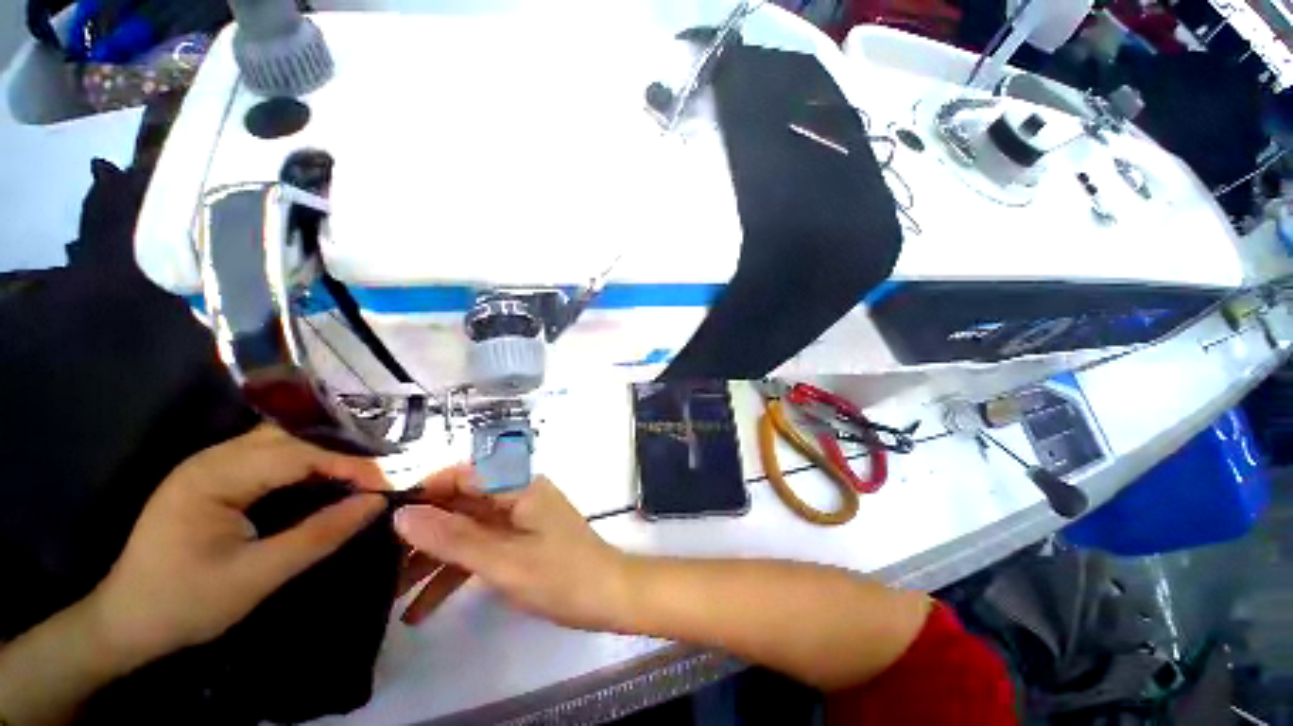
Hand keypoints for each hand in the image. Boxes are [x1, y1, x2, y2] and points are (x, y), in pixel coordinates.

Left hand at [86, 425, 388, 670]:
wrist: (127, 622)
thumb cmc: (186, 602)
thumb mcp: (257, 577)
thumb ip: (319, 535)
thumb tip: (377, 502)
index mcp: (213, 476)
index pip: (297, 454)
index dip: (349, 463)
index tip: (389, 480)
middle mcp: (212, 458)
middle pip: (290, 438)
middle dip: (341, 451)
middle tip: (381, 472)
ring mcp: (210, 465)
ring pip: (282, 442)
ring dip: (324, 453)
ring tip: (361, 471)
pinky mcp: (214, 478)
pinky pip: (269, 457)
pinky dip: (304, 463)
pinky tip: (323, 476)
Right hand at [394, 473, 630, 631]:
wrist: (607, 596)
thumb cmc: (560, 575)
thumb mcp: (502, 560)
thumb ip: (453, 538)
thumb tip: (403, 514)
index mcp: (517, 486)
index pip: (462, 475)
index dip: (423, 492)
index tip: (381, 521)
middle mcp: (516, 496)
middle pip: (460, 505)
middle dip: (421, 535)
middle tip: (379, 566)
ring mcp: (517, 520)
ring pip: (466, 531)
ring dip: (431, 560)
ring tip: (390, 595)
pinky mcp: (519, 542)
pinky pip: (480, 550)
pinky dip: (454, 574)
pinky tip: (421, 609)